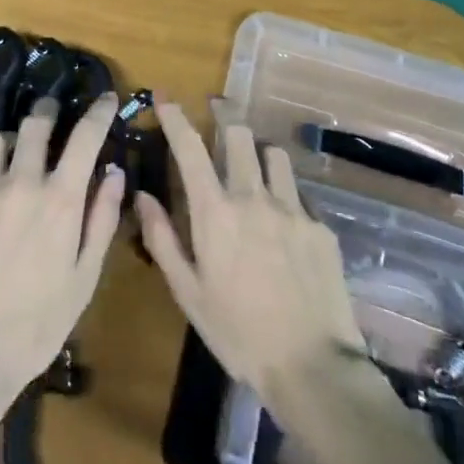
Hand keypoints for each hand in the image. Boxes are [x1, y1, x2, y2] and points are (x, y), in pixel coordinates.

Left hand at [0, 95, 126, 411]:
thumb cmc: (38, 322)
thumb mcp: (84, 278)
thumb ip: (102, 219)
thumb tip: (114, 171)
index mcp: (60, 199)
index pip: (85, 136)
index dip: (99, 112)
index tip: (106, 99)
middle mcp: (21, 182)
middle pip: (34, 123)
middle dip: (47, 112)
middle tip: (50, 116)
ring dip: (8, 144)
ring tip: (10, 159)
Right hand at [137, 102, 369, 401]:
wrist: (313, 367)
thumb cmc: (238, 334)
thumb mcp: (188, 293)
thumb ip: (162, 238)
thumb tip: (143, 195)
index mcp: (215, 213)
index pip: (190, 148)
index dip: (176, 117)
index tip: (165, 97)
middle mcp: (253, 198)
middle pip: (239, 135)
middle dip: (224, 115)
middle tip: (217, 111)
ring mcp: (293, 209)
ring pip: (274, 154)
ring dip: (258, 151)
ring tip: (252, 163)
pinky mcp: (321, 226)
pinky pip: (299, 192)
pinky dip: (284, 191)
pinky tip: (283, 217)